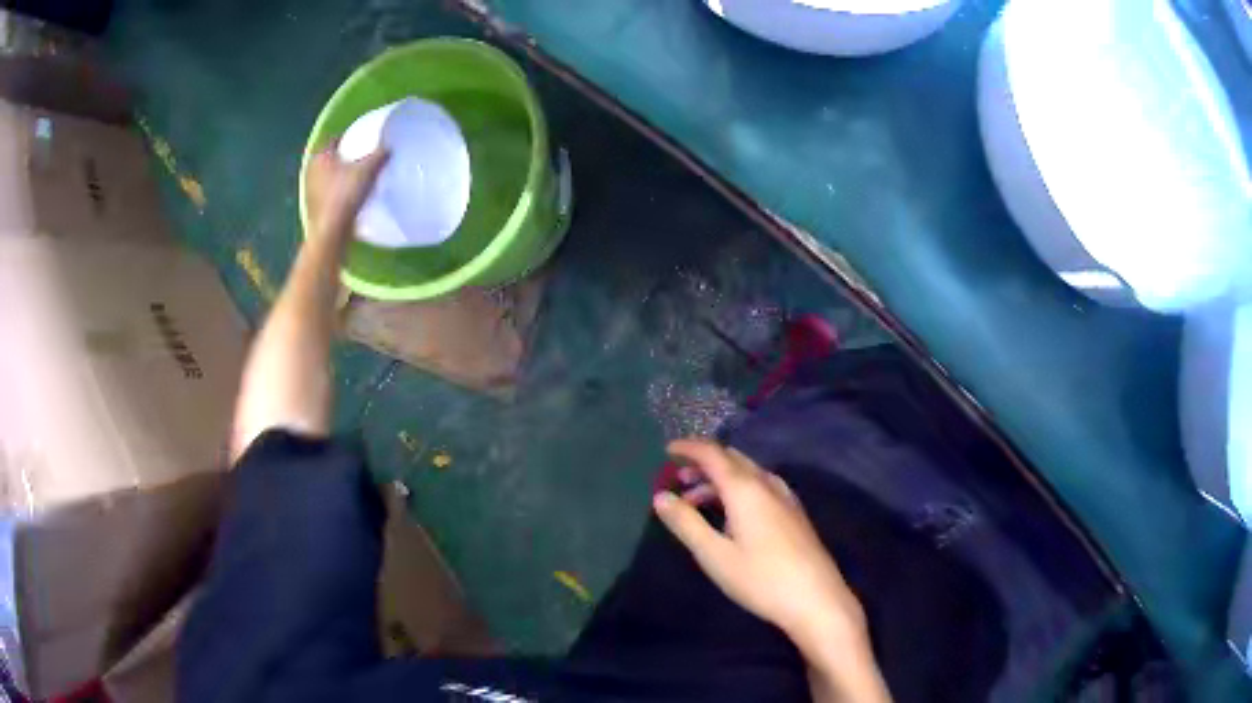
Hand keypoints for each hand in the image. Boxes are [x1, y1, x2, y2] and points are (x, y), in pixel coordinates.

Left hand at [303, 143, 388, 241]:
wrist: (330, 232)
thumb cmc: (345, 195)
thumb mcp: (368, 170)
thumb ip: (379, 155)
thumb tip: (389, 146)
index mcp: (321, 156)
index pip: (333, 139)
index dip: (346, 138)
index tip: (359, 140)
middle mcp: (311, 170)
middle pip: (329, 158)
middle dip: (341, 157)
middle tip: (358, 158)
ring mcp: (309, 190)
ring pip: (325, 176)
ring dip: (337, 175)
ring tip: (353, 177)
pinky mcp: (312, 207)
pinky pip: (325, 192)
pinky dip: (334, 191)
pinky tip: (346, 196)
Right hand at [654, 440, 875, 670]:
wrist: (816, 599)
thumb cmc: (760, 579)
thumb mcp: (714, 555)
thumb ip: (686, 523)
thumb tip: (660, 496)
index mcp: (745, 489)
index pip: (713, 454)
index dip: (689, 448)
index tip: (667, 449)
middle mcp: (767, 484)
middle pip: (732, 459)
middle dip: (704, 463)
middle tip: (678, 476)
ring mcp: (785, 498)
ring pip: (747, 474)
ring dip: (720, 478)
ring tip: (696, 499)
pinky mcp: (794, 514)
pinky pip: (760, 486)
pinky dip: (738, 489)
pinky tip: (732, 513)